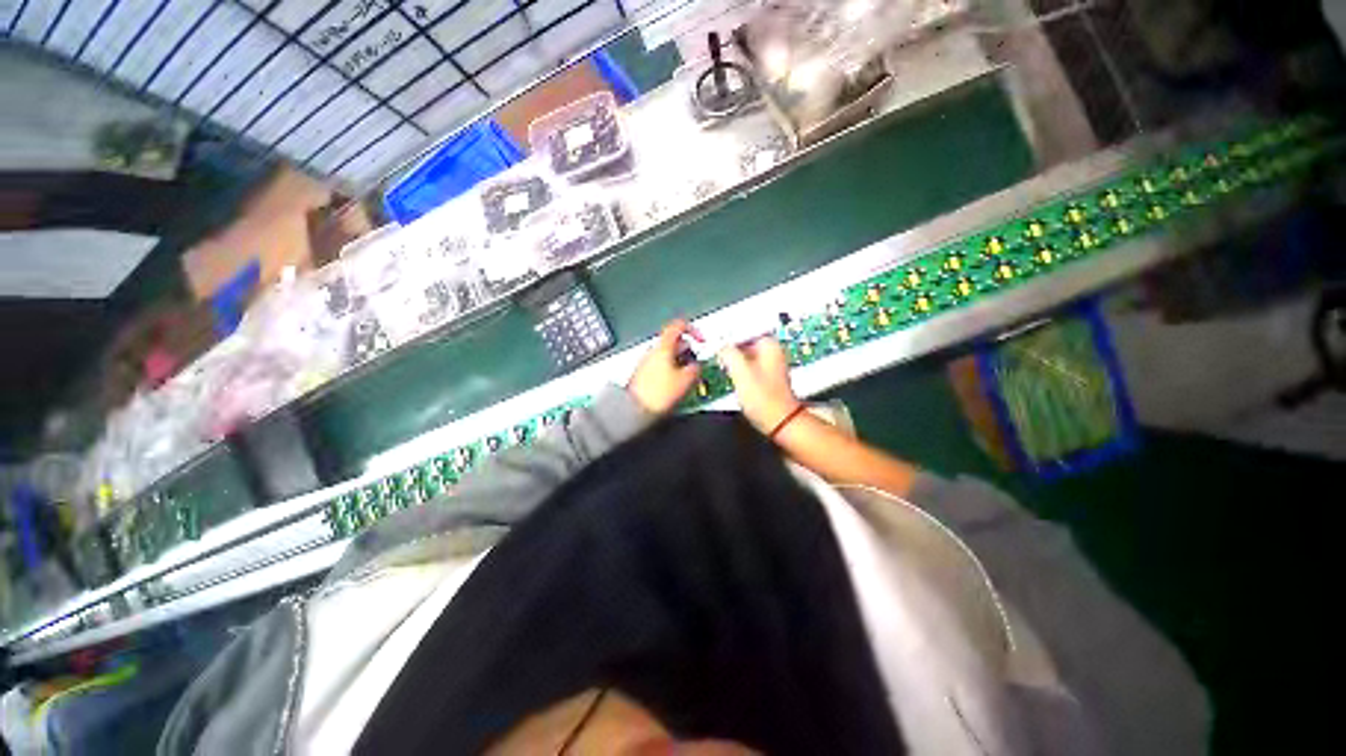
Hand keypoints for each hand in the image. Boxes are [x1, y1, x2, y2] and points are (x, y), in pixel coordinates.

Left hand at [627, 319, 702, 414]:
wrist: (635, 410)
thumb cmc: (656, 394)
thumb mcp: (686, 380)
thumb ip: (695, 368)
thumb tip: (697, 366)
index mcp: (663, 347)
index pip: (678, 326)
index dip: (693, 330)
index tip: (700, 340)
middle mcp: (653, 351)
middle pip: (673, 341)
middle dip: (687, 350)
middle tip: (695, 361)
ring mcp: (646, 362)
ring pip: (667, 354)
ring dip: (680, 361)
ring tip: (687, 376)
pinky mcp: (643, 374)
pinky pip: (661, 365)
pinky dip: (671, 370)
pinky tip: (676, 383)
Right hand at [716, 337, 800, 433]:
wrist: (780, 422)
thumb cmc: (763, 398)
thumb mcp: (741, 372)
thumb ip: (728, 353)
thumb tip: (720, 345)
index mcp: (769, 345)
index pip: (744, 328)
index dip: (727, 333)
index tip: (713, 339)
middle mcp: (772, 351)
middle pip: (744, 340)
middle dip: (729, 344)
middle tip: (713, 349)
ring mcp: (769, 363)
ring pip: (744, 352)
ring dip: (732, 356)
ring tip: (718, 360)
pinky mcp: (765, 376)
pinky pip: (747, 364)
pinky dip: (737, 366)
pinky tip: (729, 372)